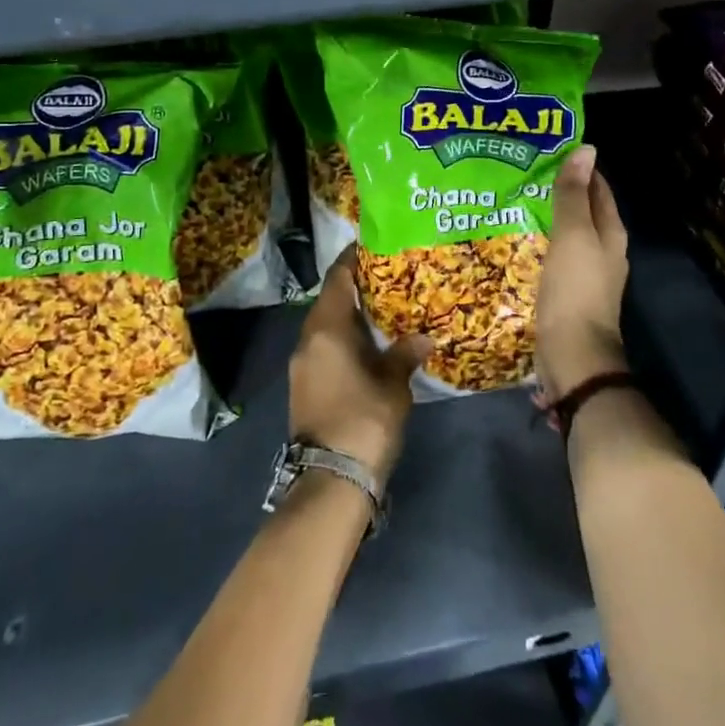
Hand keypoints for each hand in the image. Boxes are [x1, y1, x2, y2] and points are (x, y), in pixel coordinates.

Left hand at [289, 246, 429, 485]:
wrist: (330, 480)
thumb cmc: (364, 421)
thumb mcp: (393, 385)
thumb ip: (404, 354)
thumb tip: (422, 337)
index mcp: (326, 328)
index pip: (337, 278)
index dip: (353, 259)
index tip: (372, 245)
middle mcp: (308, 339)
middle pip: (330, 299)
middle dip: (355, 287)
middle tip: (387, 277)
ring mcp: (302, 363)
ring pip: (325, 325)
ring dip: (349, 315)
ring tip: (382, 309)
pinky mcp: (304, 384)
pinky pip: (323, 346)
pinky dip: (343, 337)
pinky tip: (368, 345)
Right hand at [536, 145, 630, 398]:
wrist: (573, 355)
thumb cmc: (575, 289)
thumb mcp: (573, 235)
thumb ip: (574, 195)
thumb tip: (587, 150)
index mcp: (610, 234)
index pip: (597, 189)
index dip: (577, 168)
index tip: (546, 150)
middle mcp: (602, 251)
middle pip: (581, 211)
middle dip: (557, 192)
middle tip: (521, 172)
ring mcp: (584, 274)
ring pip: (565, 235)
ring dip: (544, 218)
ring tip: (512, 200)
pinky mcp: (565, 293)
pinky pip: (551, 258)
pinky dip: (537, 244)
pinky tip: (515, 240)